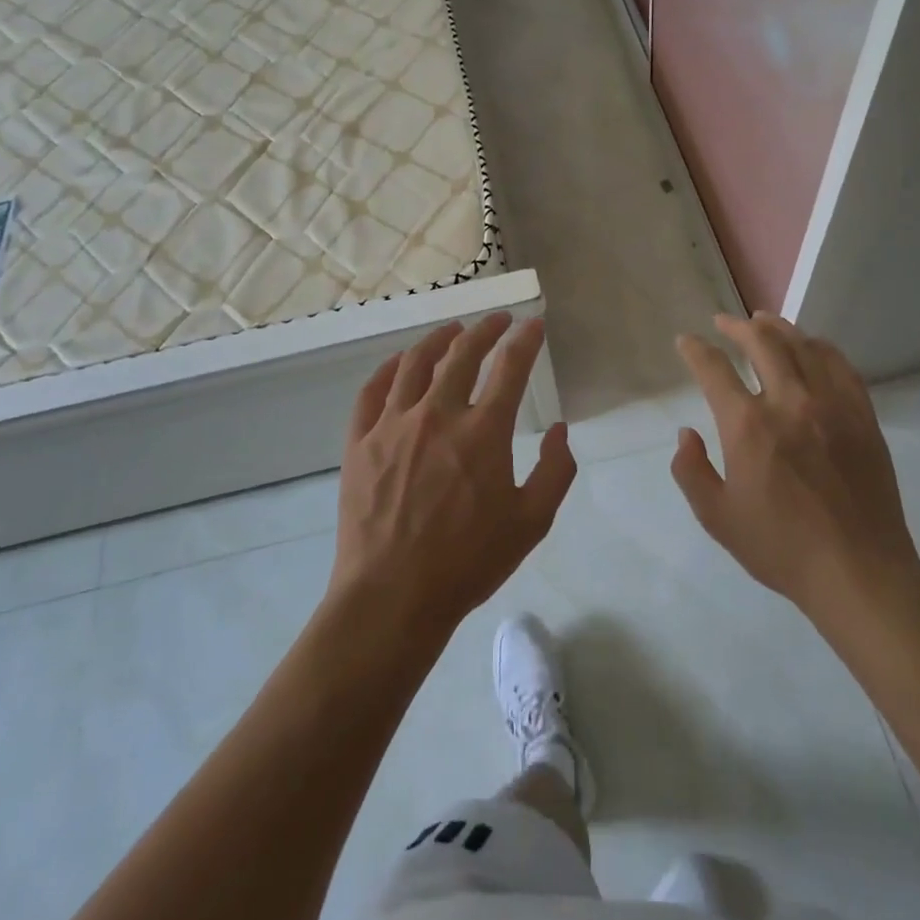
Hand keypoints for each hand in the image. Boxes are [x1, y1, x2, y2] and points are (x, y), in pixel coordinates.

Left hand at [329, 313, 575, 636]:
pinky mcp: (360, 442)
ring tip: (451, 331)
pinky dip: (389, 369)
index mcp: (483, 432)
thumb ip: (555, 470)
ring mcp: (393, 425)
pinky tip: (399, 364)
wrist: (392, 598)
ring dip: (438, 339)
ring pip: (415, 363)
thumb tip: (559, 429)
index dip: (525, 339)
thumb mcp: (532, 523)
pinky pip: (372, 391)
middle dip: (485, 329)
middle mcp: (438, 415)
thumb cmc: (468, 562)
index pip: (510, 366)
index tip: (534, 324)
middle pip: (462, 353)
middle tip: (497, 321)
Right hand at [672, 314, 919, 619]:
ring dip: (778, 326)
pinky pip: (841, 365)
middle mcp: (788, 401)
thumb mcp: (717, 518)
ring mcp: (830, 404)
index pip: (713, 368)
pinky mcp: (862, 415)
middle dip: (736, 325)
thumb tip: (685, 434)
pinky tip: (811, 345)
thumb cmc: (781, 548)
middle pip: (761, 342)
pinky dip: (820, 346)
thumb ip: (691, 471)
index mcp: (747, 425)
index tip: (686, 341)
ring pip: (802, 345)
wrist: (858, 571)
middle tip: (724, 322)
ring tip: (763, 320)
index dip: (695, 349)